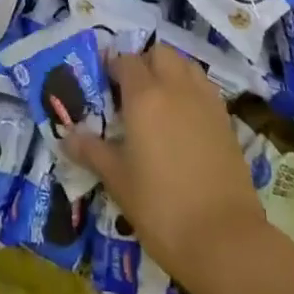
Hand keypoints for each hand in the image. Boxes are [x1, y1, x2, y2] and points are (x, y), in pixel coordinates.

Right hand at [63, 47, 269, 282]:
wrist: (225, 239)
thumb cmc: (161, 207)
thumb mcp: (118, 181)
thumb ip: (91, 151)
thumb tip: (66, 136)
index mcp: (144, 96)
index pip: (125, 61)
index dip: (113, 68)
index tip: (104, 85)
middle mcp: (176, 88)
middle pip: (160, 53)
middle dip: (144, 63)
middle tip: (132, 92)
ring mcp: (205, 102)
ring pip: (186, 65)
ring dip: (171, 72)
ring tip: (160, 102)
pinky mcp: (226, 121)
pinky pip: (205, 88)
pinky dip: (192, 91)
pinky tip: (184, 120)